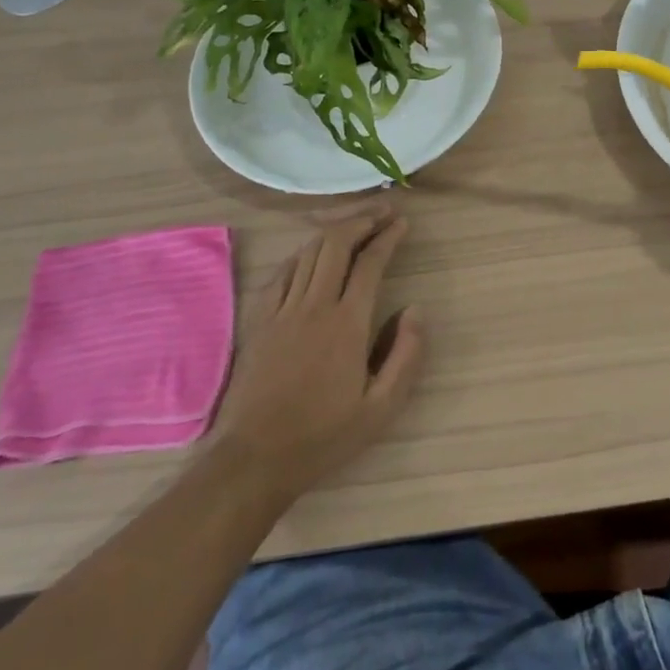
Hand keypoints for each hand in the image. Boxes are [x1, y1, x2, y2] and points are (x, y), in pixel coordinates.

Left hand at [207, 201, 424, 495]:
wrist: (253, 458)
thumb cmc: (323, 435)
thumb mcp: (381, 408)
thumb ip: (406, 355)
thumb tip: (415, 309)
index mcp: (347, 324)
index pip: (370, 263)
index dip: (389, 237)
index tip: (403, 223)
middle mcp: (314, 306)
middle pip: (336, 244)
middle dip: (362, 220)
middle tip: (383, 211)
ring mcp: (282, 311)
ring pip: (308, 252)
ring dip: (334, 231)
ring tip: (355, 222)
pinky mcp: (259, 321)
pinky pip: (282, 273)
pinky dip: (302, 253)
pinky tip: (312, 252)